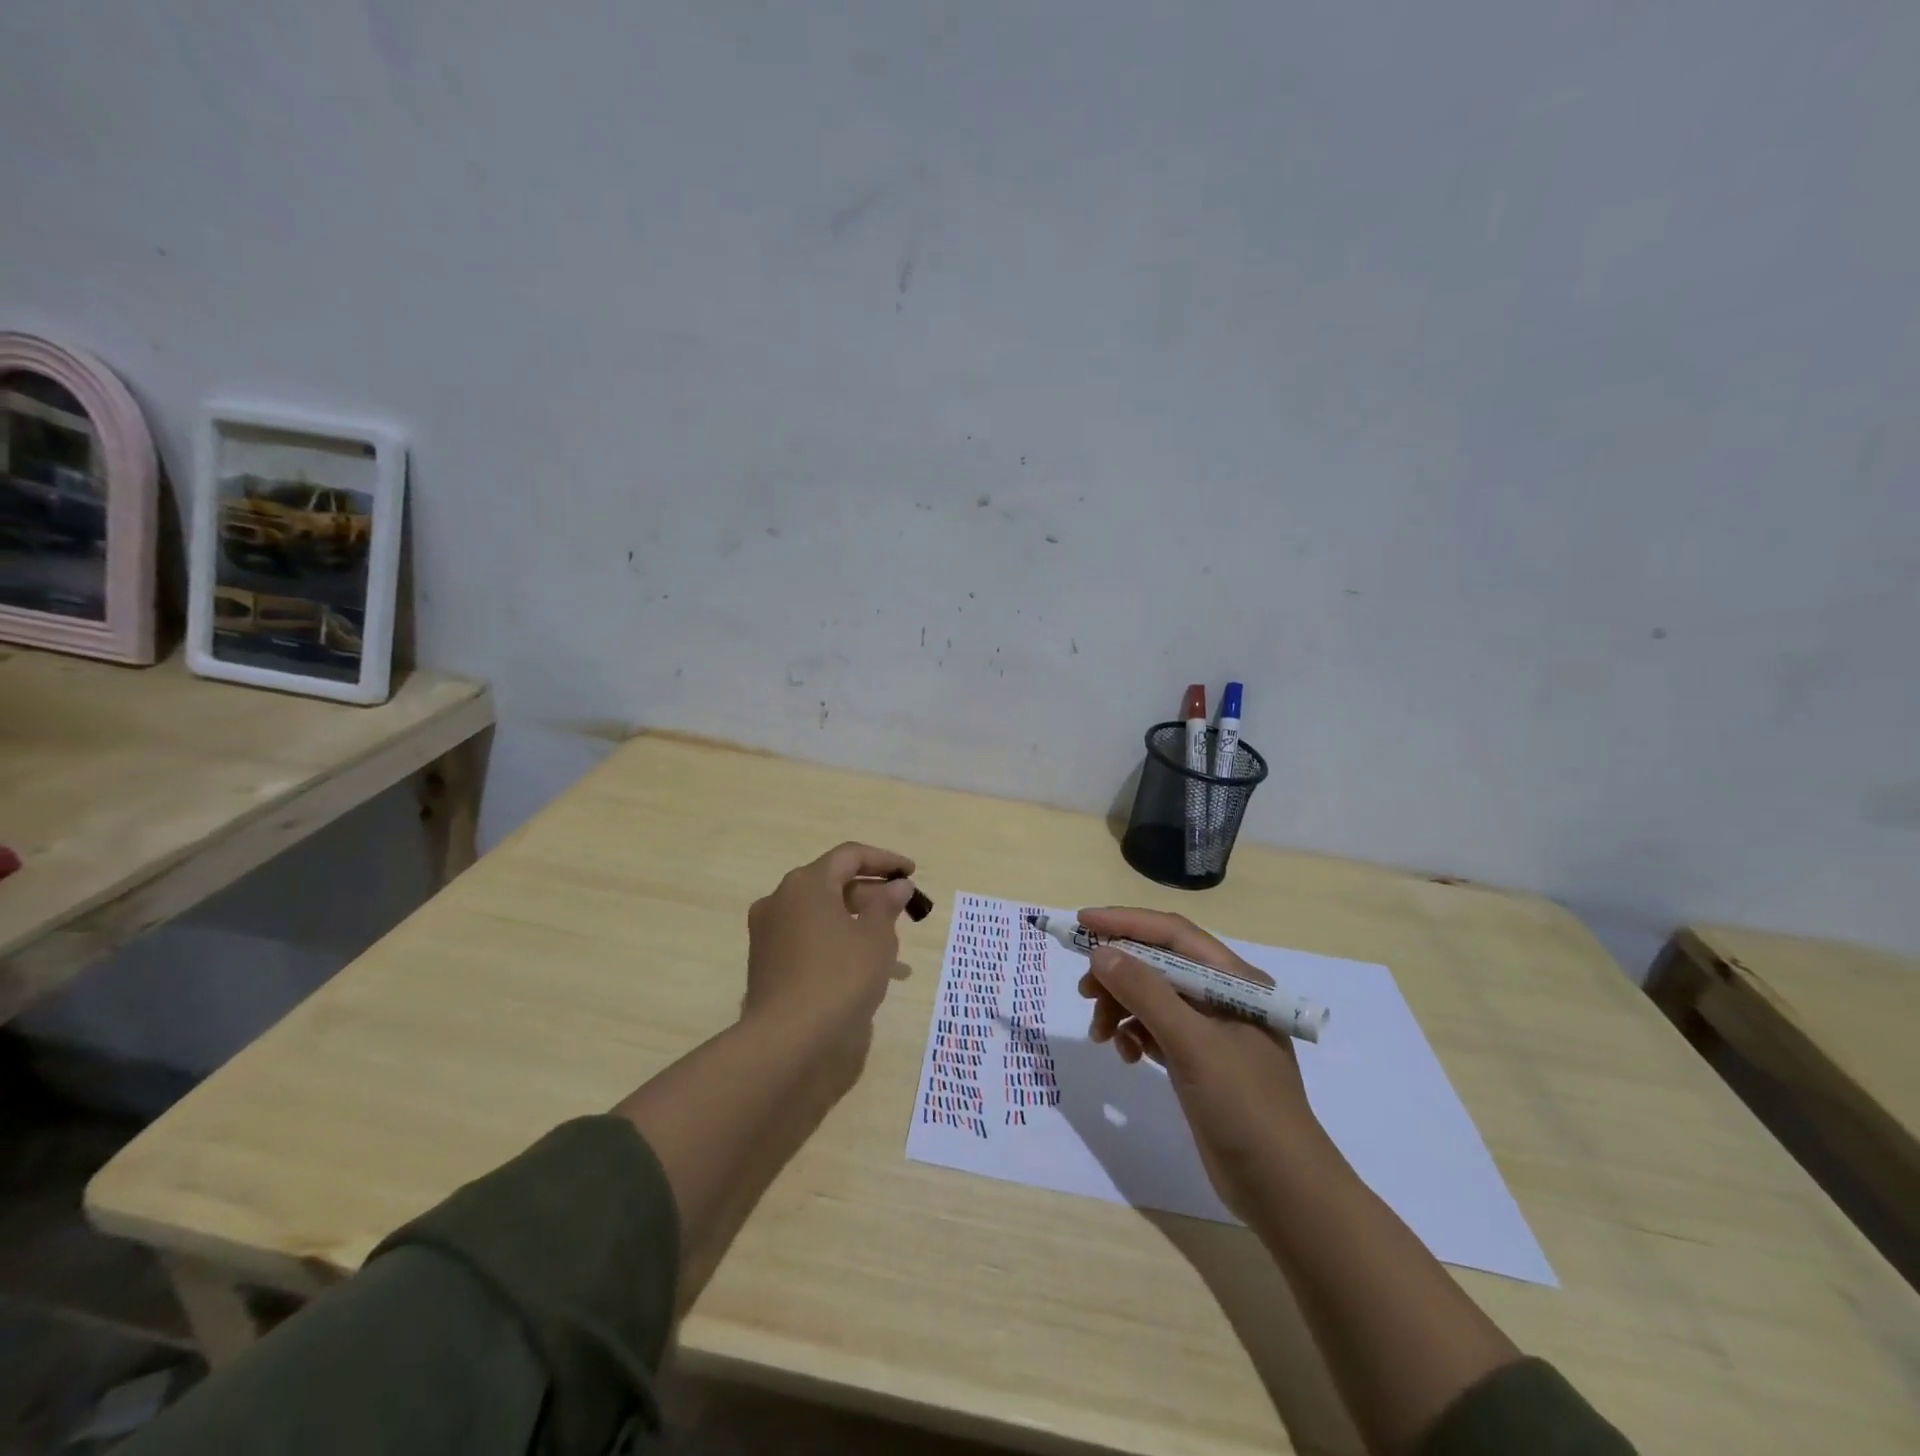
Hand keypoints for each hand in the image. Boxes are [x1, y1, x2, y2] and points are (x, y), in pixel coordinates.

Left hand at [744, 842, 918, 1075]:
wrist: (785, 1040)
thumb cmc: (838, 977)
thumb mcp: (875, 938)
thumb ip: (888, 905)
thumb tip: (897, 885)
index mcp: (807, 883)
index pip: (850, 856)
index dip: (885, 860)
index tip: (912, 873)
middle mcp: (781, 898)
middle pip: (832, 881)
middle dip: (870, 892)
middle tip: (902, 908)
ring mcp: (768, 930)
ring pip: (820, 911)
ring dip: (855, 919)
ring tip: (890, 944)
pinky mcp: (765, 960)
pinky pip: (807, 936)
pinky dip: (835, 939)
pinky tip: (860, 965)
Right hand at [1077, 906, 1323, 1219]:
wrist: (1284, 1193)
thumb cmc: (1245, 1107)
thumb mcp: (1193, 1045)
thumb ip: (1147, 994)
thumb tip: (1101, 952)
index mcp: (1234, 980)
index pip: (1172, 934)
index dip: (1125, 923)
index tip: (1082, 923)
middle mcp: (1223, 997)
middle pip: (1158, 964)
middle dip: (1118, 974)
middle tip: (1084, 992)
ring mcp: (1211, 1031)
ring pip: (1152, 998)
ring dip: (1121, 1008)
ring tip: (1101, 1035)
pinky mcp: (1199, 1061)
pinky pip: (1156, 1030)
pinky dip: (1134, 1035)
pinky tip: (1125, 1055)